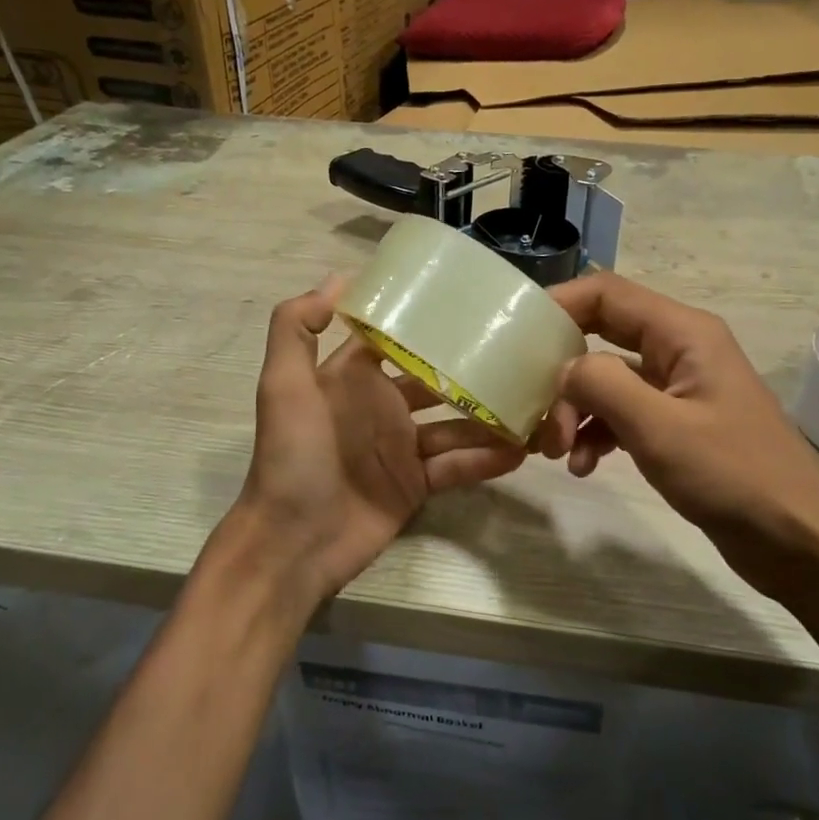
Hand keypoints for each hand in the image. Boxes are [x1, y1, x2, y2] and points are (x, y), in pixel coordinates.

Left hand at [226, 285, 525, 608]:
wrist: (293, 542)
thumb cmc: (291, 456)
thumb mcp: (284, 386)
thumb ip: (297, 327)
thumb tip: (340, 278)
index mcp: (353, 377)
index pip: (396, 340)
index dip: (428, 323)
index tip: (472, 306)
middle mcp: (382, 406)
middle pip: (437, 380)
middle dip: (473, 369)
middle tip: (521, 356)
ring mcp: (402, 447)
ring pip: (456, 424)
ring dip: (490, 416)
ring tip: (534, 404)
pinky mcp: (417, 484)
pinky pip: (458, 466)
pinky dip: (487, 459)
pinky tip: (521, 450)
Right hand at [539, 273, 818, 614]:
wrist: (801, 542)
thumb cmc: (735, 475)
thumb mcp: (659, 428)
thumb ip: (602, 385)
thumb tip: (563, 369)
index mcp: (682, 333)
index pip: (606, 294)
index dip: (557, 306)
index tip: (513, 338)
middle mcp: (679, 350)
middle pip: (601, 336)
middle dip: (562, 371)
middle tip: (536, 414)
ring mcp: (679, 389)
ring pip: (608, 380)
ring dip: (576, 409)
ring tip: (557, 452)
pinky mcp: (678, 426)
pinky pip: (624, 414)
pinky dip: (598, 434)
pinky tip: (585, 466)